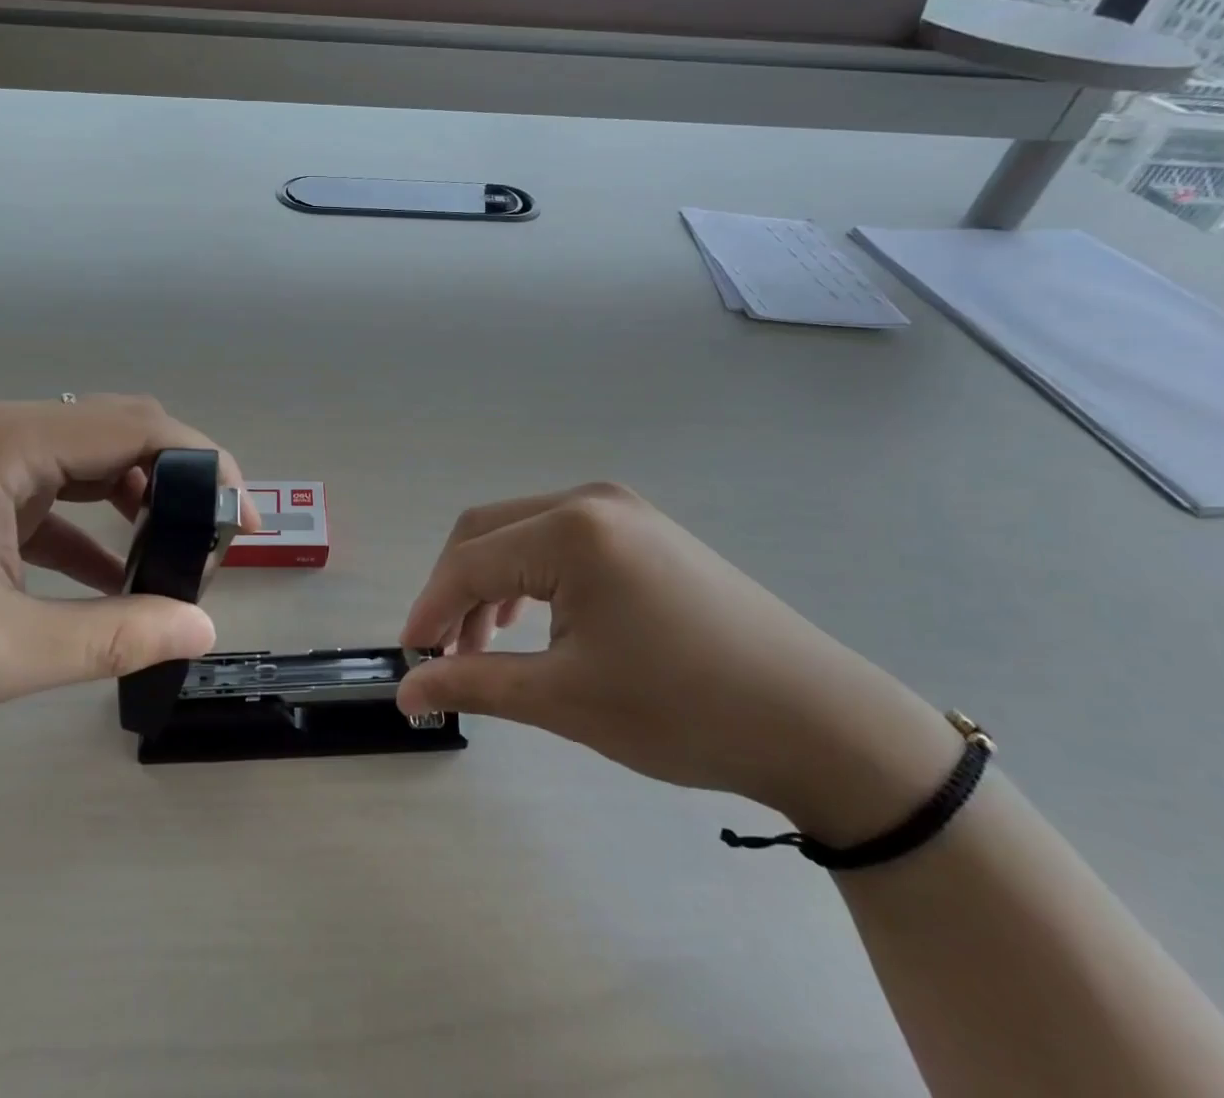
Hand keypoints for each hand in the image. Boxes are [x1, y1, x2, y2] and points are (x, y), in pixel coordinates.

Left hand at [0, 397, 257, 730]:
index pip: (139, 427)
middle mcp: (5, 433)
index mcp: (10, 444)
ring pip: (96, 462)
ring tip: (173, 558)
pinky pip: (62, 495)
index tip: (241, 522)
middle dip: (180, 483)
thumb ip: (110, 636)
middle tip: (213, 543)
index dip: (205, 466)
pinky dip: (100, 527)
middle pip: (123, 434)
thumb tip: (203, 626)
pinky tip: (116, 577)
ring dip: (142, 502)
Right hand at [396, 484, 961, 842]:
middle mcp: (590, 501)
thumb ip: (474, 684)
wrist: (817, 722)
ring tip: (488, 646)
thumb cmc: (682, 710)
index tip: (411, 660)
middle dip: (455, 591)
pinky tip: (537, 620)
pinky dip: (531, 576)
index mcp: (570, 530)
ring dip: (491, 583)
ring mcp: (622, 510)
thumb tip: (407, 691)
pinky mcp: (643, 529)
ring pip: (521, 533)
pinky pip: (560, 539)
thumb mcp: (564, 699)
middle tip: (446, 654)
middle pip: (487, 532)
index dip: (430, 609)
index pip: (469, 562)